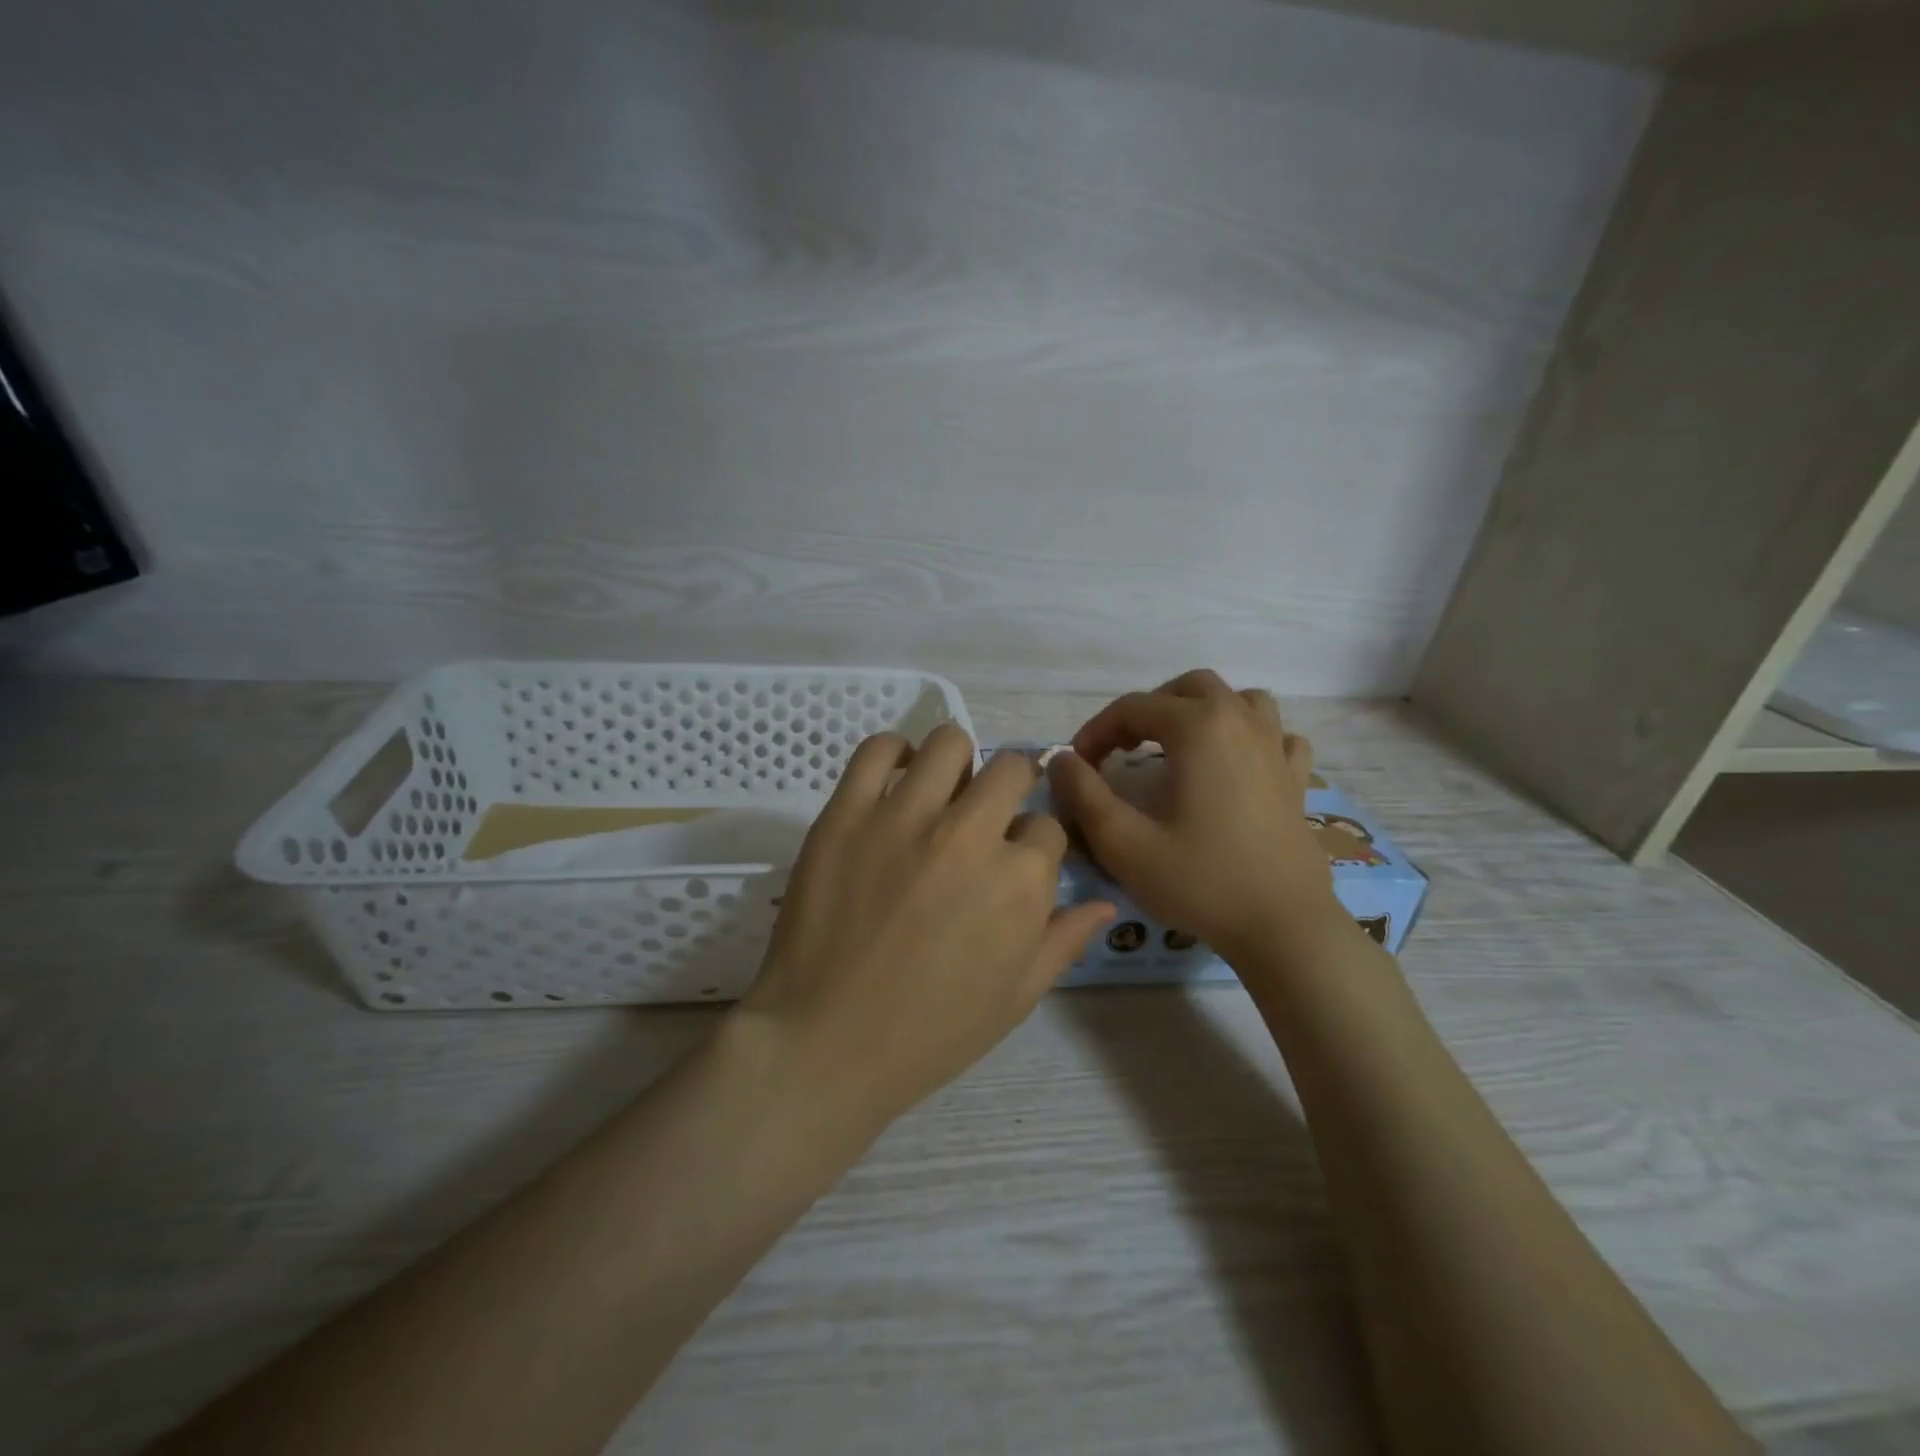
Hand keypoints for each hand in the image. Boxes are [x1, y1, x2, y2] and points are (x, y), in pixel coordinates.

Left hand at [738, 723, 1115, 1129]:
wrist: (825, 1042)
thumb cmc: (930, 1033)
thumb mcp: (1016, 998)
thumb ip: (1064, 940)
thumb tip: (1106, 902)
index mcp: (1021, 880)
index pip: (1047, 827)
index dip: (1034, 844)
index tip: (1012, 862)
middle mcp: (970, 834)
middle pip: (1011, 769)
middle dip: (1010, 787)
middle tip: (984, 815)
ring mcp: (904, 816)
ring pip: (949, 742)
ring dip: (957, 763)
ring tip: (941, 792)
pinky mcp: (848, 812)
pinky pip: (877, 749)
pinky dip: (892, 754)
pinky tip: (894, 781)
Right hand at [1046, 670, 1338, 963]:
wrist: (1283, 927)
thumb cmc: (1200, 881)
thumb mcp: (1123, 843)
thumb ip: (1083, 794)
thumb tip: (1060, 760)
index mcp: (1198, 727)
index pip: (1132, 708)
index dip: (1095, 732)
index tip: (1077, 766)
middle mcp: (1240, 722)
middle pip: (1187, 688)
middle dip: (1147, 711)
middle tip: (1122, 750)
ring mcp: (1277, 747)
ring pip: (1240, 699)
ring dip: (1202, 712)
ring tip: (1178, 746)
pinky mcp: (1297, 778)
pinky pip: (1277, 735)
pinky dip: (1251, 737)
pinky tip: (1237, 765)